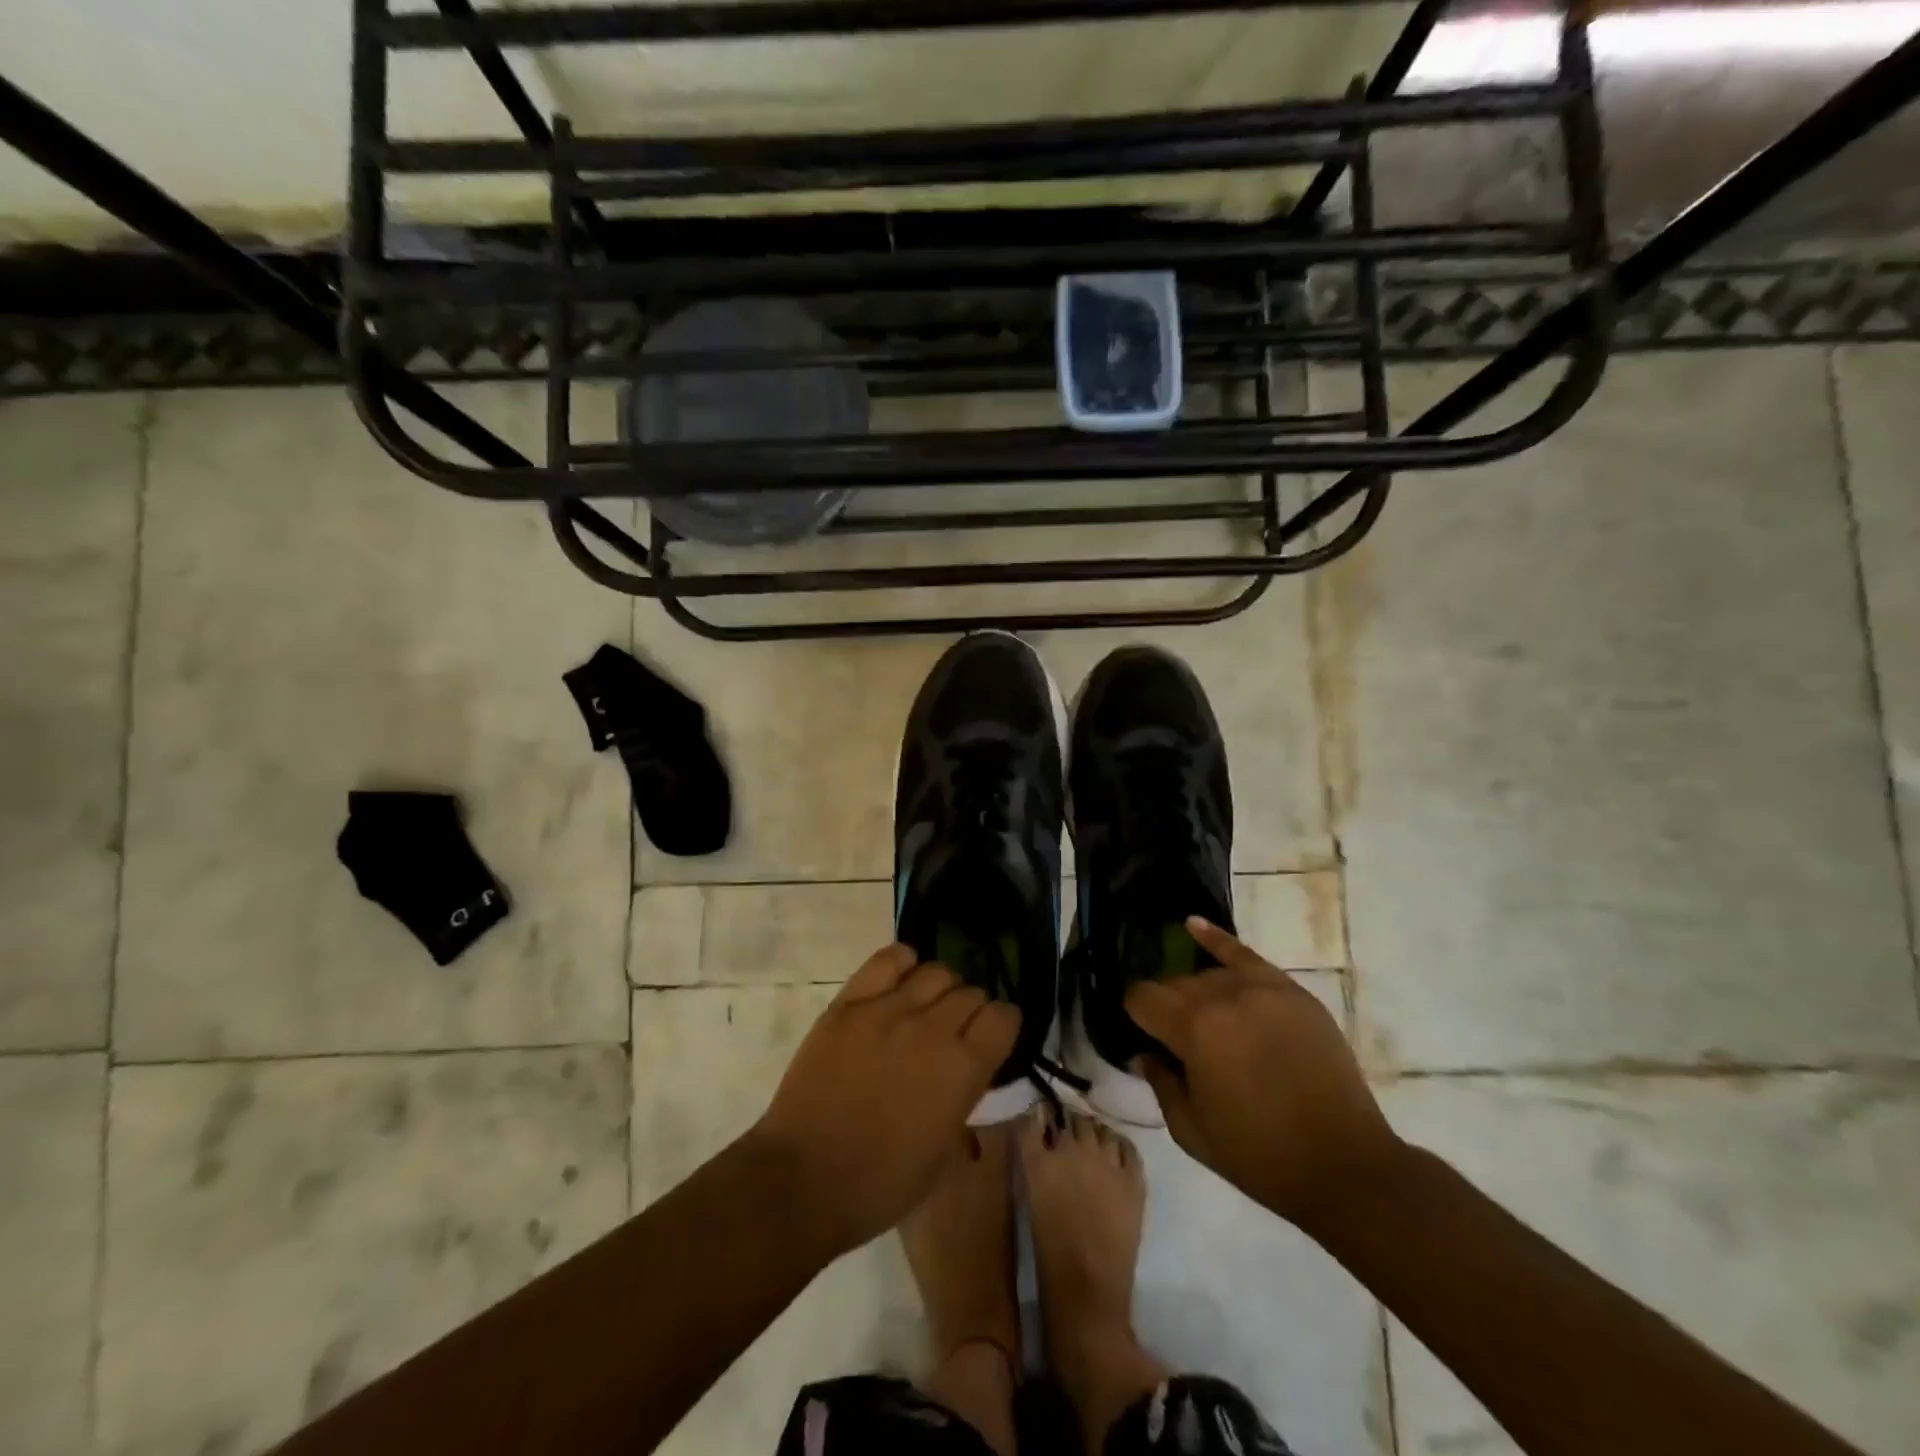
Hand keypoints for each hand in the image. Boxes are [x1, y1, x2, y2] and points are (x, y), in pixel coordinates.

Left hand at [748, 943, 1019, 1256]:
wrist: (804, 1180)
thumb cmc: (882, 1183)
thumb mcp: (945, 1156)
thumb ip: (966, 1101)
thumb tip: (969, 1072)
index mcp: (963, 1069)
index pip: (1004, 1016)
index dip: (1002, 1026)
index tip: (992, 1039)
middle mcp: (932, 1028)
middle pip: (971, 992)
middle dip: (972, 1010)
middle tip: (955, 1032)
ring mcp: (887, 1010)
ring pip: (935, 971)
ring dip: (941, 989)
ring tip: (927, 1008)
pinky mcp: (849, 1003)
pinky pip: (887, 959)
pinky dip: (902, 963)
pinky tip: (900, 982)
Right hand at [1125, 917, 1403, 1230]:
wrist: (1345, 1165)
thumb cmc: (1260, 1155)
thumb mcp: (1191, 1131)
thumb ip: (1160, 1082)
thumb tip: (1146, 1052)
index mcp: (1193, 1029)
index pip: (1142, 998)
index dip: (1134, 1014)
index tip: (1140, 1032)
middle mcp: (1222, 996)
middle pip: (1174, 984)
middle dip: (1165, 1006)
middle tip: (1173, 1038)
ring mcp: (1261, 989)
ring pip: (1208, 975)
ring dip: (1196, 993)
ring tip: (1203, 1020)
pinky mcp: (1291, 992)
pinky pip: (1245, 954)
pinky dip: (1217, 940)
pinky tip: (1193, 925)